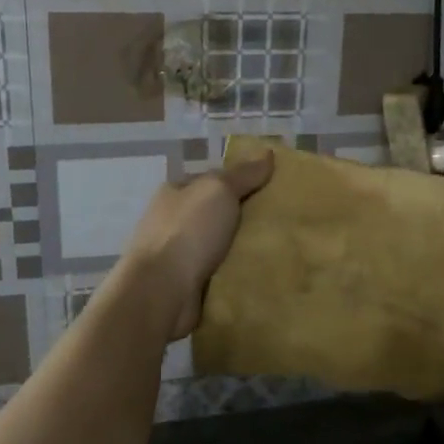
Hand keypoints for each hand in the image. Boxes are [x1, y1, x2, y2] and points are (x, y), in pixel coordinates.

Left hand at [118, 154, 273, 339]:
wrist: (161, 291)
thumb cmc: (188, 232)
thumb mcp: (218, 190)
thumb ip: (243, 174)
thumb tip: (267, 153)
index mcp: (175, 193)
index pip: (212, 181)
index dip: (241, 181)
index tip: (273, 189)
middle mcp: (173, 221)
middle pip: (217, 214)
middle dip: (245, 218)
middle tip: (282, 222)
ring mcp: (177, 255)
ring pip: (219, 246)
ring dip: (242, 249)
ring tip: (279, 251)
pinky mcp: (185, 284)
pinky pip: (219, 274)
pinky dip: (236, 274)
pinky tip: (261, 276)